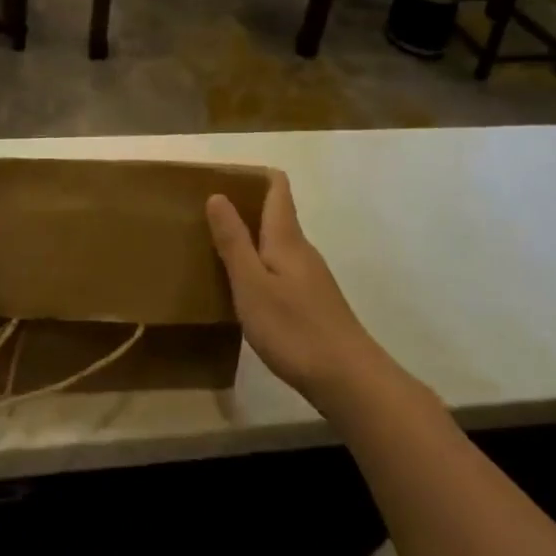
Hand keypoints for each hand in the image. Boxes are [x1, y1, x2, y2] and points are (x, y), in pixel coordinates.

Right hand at [207, 171, 378, 405]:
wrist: (349, 380)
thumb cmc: (294, 328)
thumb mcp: (252, 284)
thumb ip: (234, 241)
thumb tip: (218, 195)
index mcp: (286, 238)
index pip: (278, 188)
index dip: (255, 175)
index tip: (224, 177)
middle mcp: (302, 250)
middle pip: (276, 215)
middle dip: (245, 207)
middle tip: (206, 214)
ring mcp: (311, 278)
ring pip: (278, 245)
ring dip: (250, 239)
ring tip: (217, 249)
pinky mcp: (313, 303)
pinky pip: (281, 270)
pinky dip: (260, 266)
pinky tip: (244, 289)